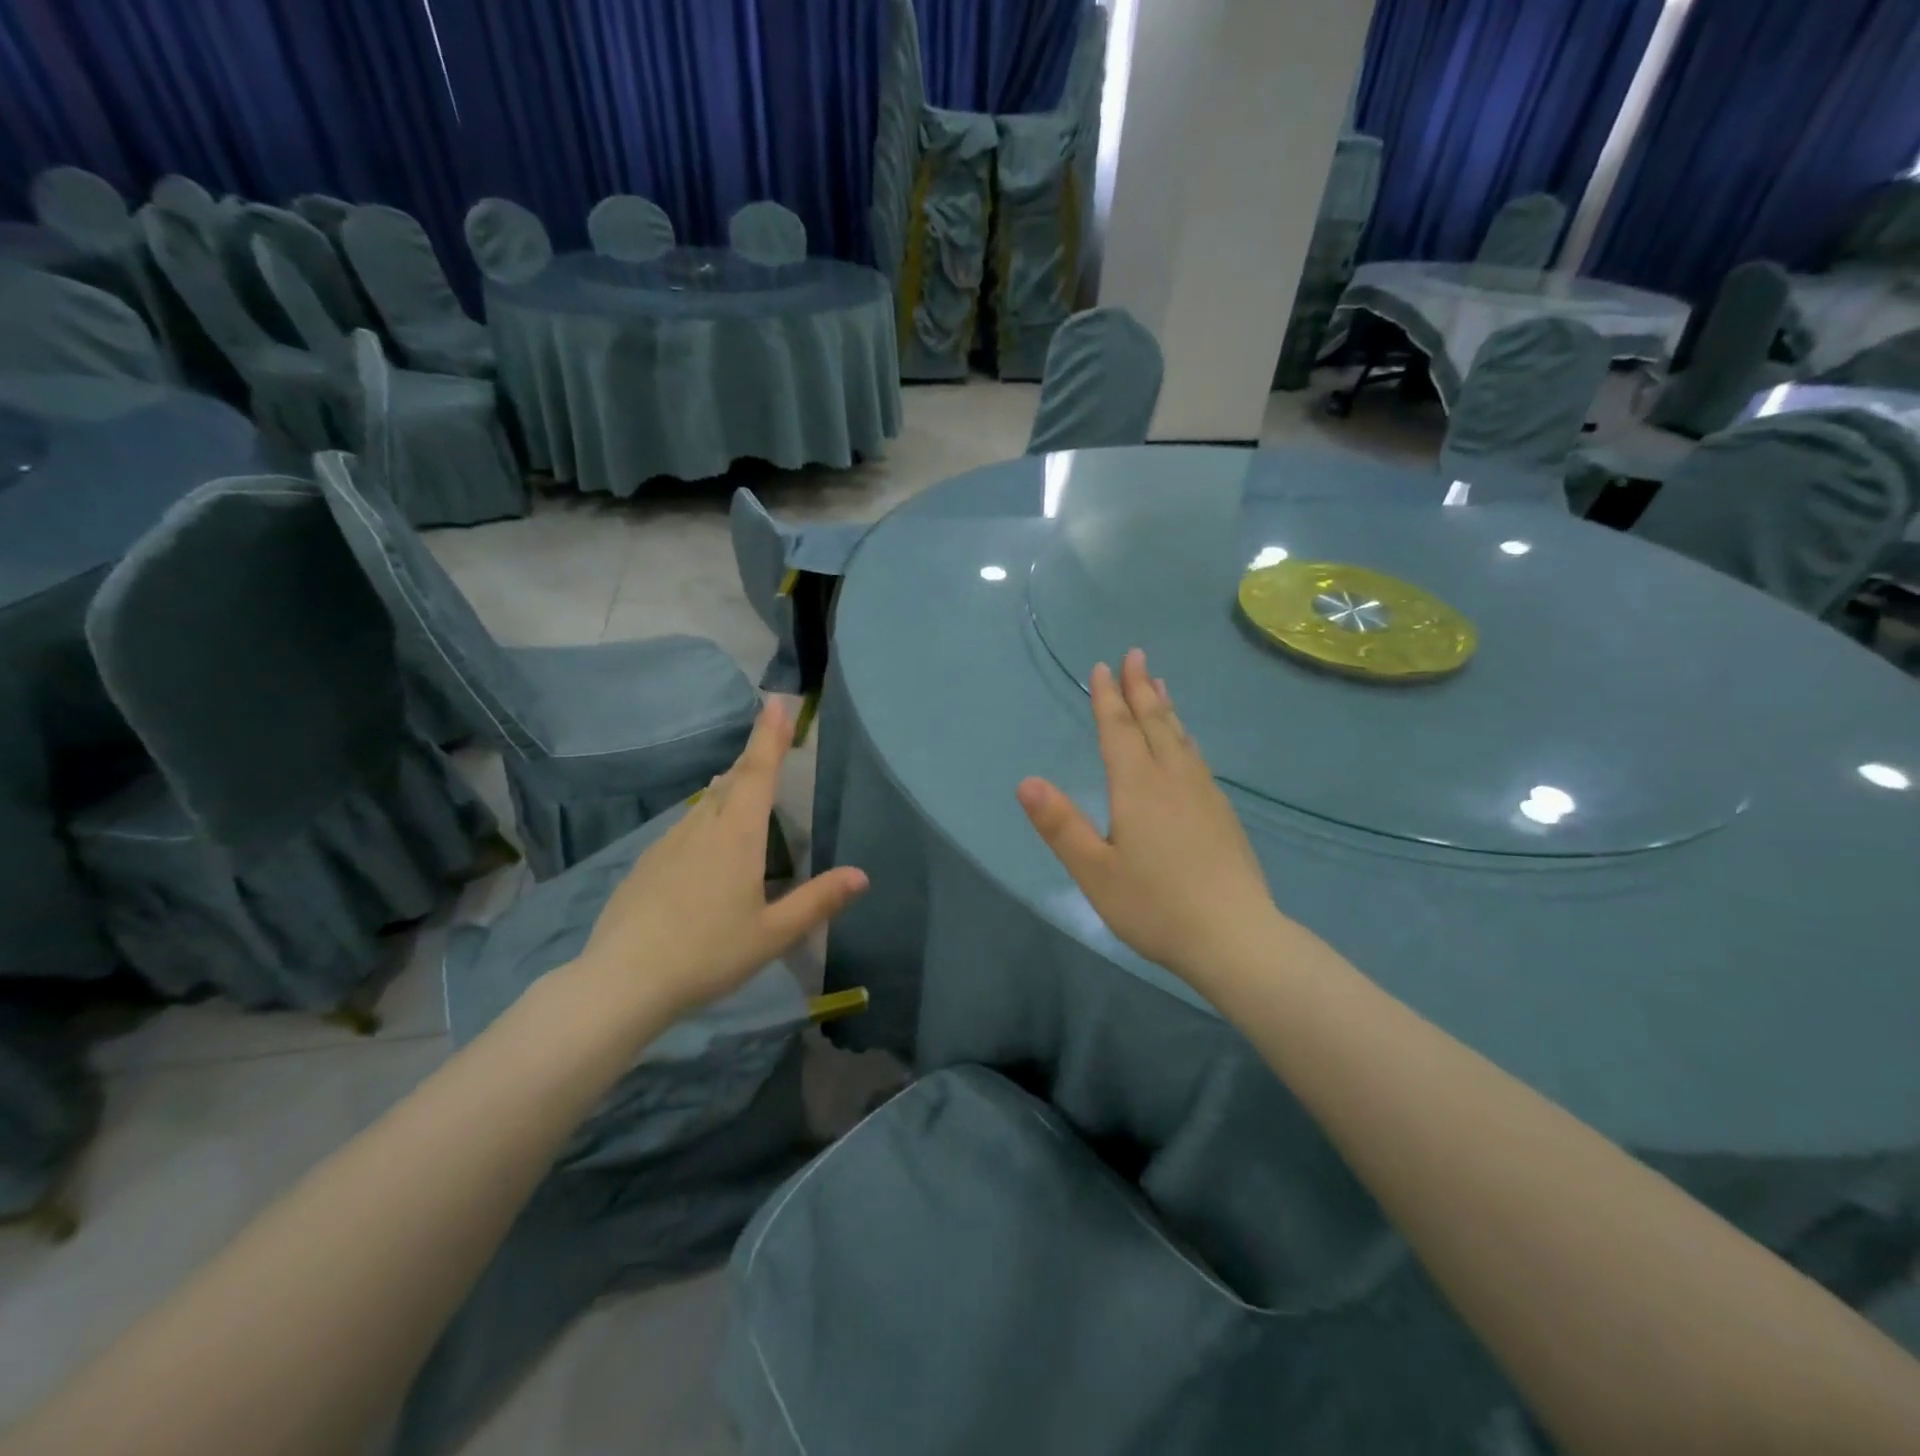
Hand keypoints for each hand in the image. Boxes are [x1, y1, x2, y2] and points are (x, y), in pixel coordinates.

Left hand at [573, 700, 868, 1021]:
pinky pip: (685, 827)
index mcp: (737, 837)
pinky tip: (704, 839)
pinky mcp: (646, 864)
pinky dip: (705, 817)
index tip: (776, 702)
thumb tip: (861, 875)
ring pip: (706, 804)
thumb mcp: (773, 934)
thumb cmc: (708, 954)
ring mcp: (668, 844)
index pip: (758, 773)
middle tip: (769, 742)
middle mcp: (702, 828)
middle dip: (753, 759)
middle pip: (732, 782)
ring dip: (729, 788)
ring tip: (742, 784)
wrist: (622, 981)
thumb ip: (817, 901)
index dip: (769, 736)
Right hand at [1016, 648, 1283, 988]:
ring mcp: (1202, 794)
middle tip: (1135, 655)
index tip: (1103, 667)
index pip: (1118, 731)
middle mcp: (1172, 779)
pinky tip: (1186, 744)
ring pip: (1180, 738)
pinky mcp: (1222, 813)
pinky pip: (1196, 757)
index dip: (1108, 698)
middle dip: (1140, 688)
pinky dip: (1184, 736)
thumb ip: (1060, 826)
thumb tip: (1026, 782)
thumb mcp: (1094, 871)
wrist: (1235, 937)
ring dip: (1165, 708)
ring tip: (1159, 685)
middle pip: (1153, 723)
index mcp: (1137, 787)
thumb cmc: (1154, 906)